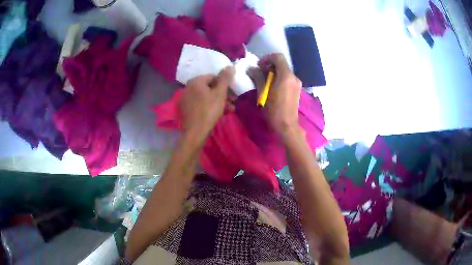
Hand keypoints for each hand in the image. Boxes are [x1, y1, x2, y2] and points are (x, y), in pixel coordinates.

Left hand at [180, 67, 234, 141]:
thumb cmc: (209, 110)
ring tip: (230, 109)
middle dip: (223, 94)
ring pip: (206, 97)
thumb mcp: (220, 93)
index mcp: (195, 81)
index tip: (232, 92)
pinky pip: (200, 104)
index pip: (213, 77)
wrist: (196, 132)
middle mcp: (188, 88)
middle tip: (233, 101)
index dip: (224, 83)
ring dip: (219, 101)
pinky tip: (220, 114)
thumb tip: (230, 66)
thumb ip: (225, 78)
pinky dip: (210, 106)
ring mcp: (186, 99)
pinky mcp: (186, 109)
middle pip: (209, 87)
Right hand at [248, 53, 301, 137]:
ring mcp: (297, 83)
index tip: (259, 66)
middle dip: (269, 66)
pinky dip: (279, 79)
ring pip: (284, 71)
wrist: (287, 126)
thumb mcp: (263, 93)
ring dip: (274, 73)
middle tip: (259, 74)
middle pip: (281, 64)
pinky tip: (272, 88)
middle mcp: (294, 77)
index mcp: (286, 76)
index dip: (267, 58)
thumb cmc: (274, 111)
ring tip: (264, 82)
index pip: (278, 57)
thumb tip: (251, 69)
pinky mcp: (297, 90)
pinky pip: (287, 79)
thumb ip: (258, 78)